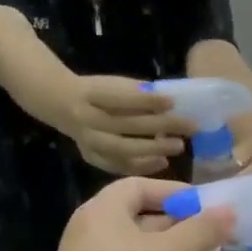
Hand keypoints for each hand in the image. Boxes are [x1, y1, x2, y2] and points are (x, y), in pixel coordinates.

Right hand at [60, 77, 193, 175]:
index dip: (146, 100)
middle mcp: (86, 119)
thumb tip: (169, 103)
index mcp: (90, 93)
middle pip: (126, 125)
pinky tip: (162, 162)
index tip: (172, 102)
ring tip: (178, 146)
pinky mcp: (92, 157)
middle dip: (160, 127)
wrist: (63, 104)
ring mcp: (88, 142)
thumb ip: (136, 93)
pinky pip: (119, 166)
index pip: (120, 98)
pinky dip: (142, 166)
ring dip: (153, 150)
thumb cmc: (98, 92)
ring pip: (123, 150)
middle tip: (188, 128)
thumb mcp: (113, 83)